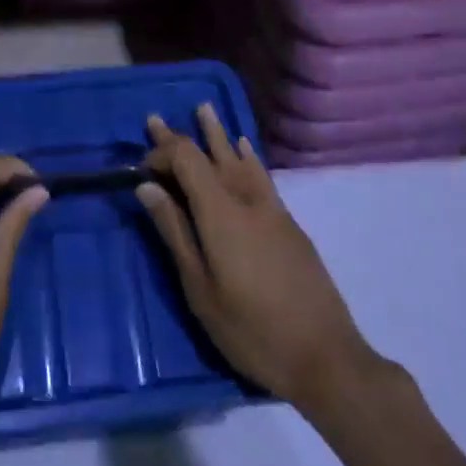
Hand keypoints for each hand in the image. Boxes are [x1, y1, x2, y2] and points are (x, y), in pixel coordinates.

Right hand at [137, 105, 378, 416]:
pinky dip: (248, 156)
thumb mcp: (200, 289)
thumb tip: (147, 188)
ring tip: (204, 109)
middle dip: (182, 137)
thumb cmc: (251, 330)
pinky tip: (244, 147)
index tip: (141, 168)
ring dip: (218, 135)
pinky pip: (262, 175)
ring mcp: (272, 209)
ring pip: (240, 159)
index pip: (188, 161)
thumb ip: (175, 233)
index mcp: (221, 214)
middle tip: (156, 119)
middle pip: (211, 155)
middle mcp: (247, 200)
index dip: (162, 154)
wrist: (325, 356)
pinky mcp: (289, 223)